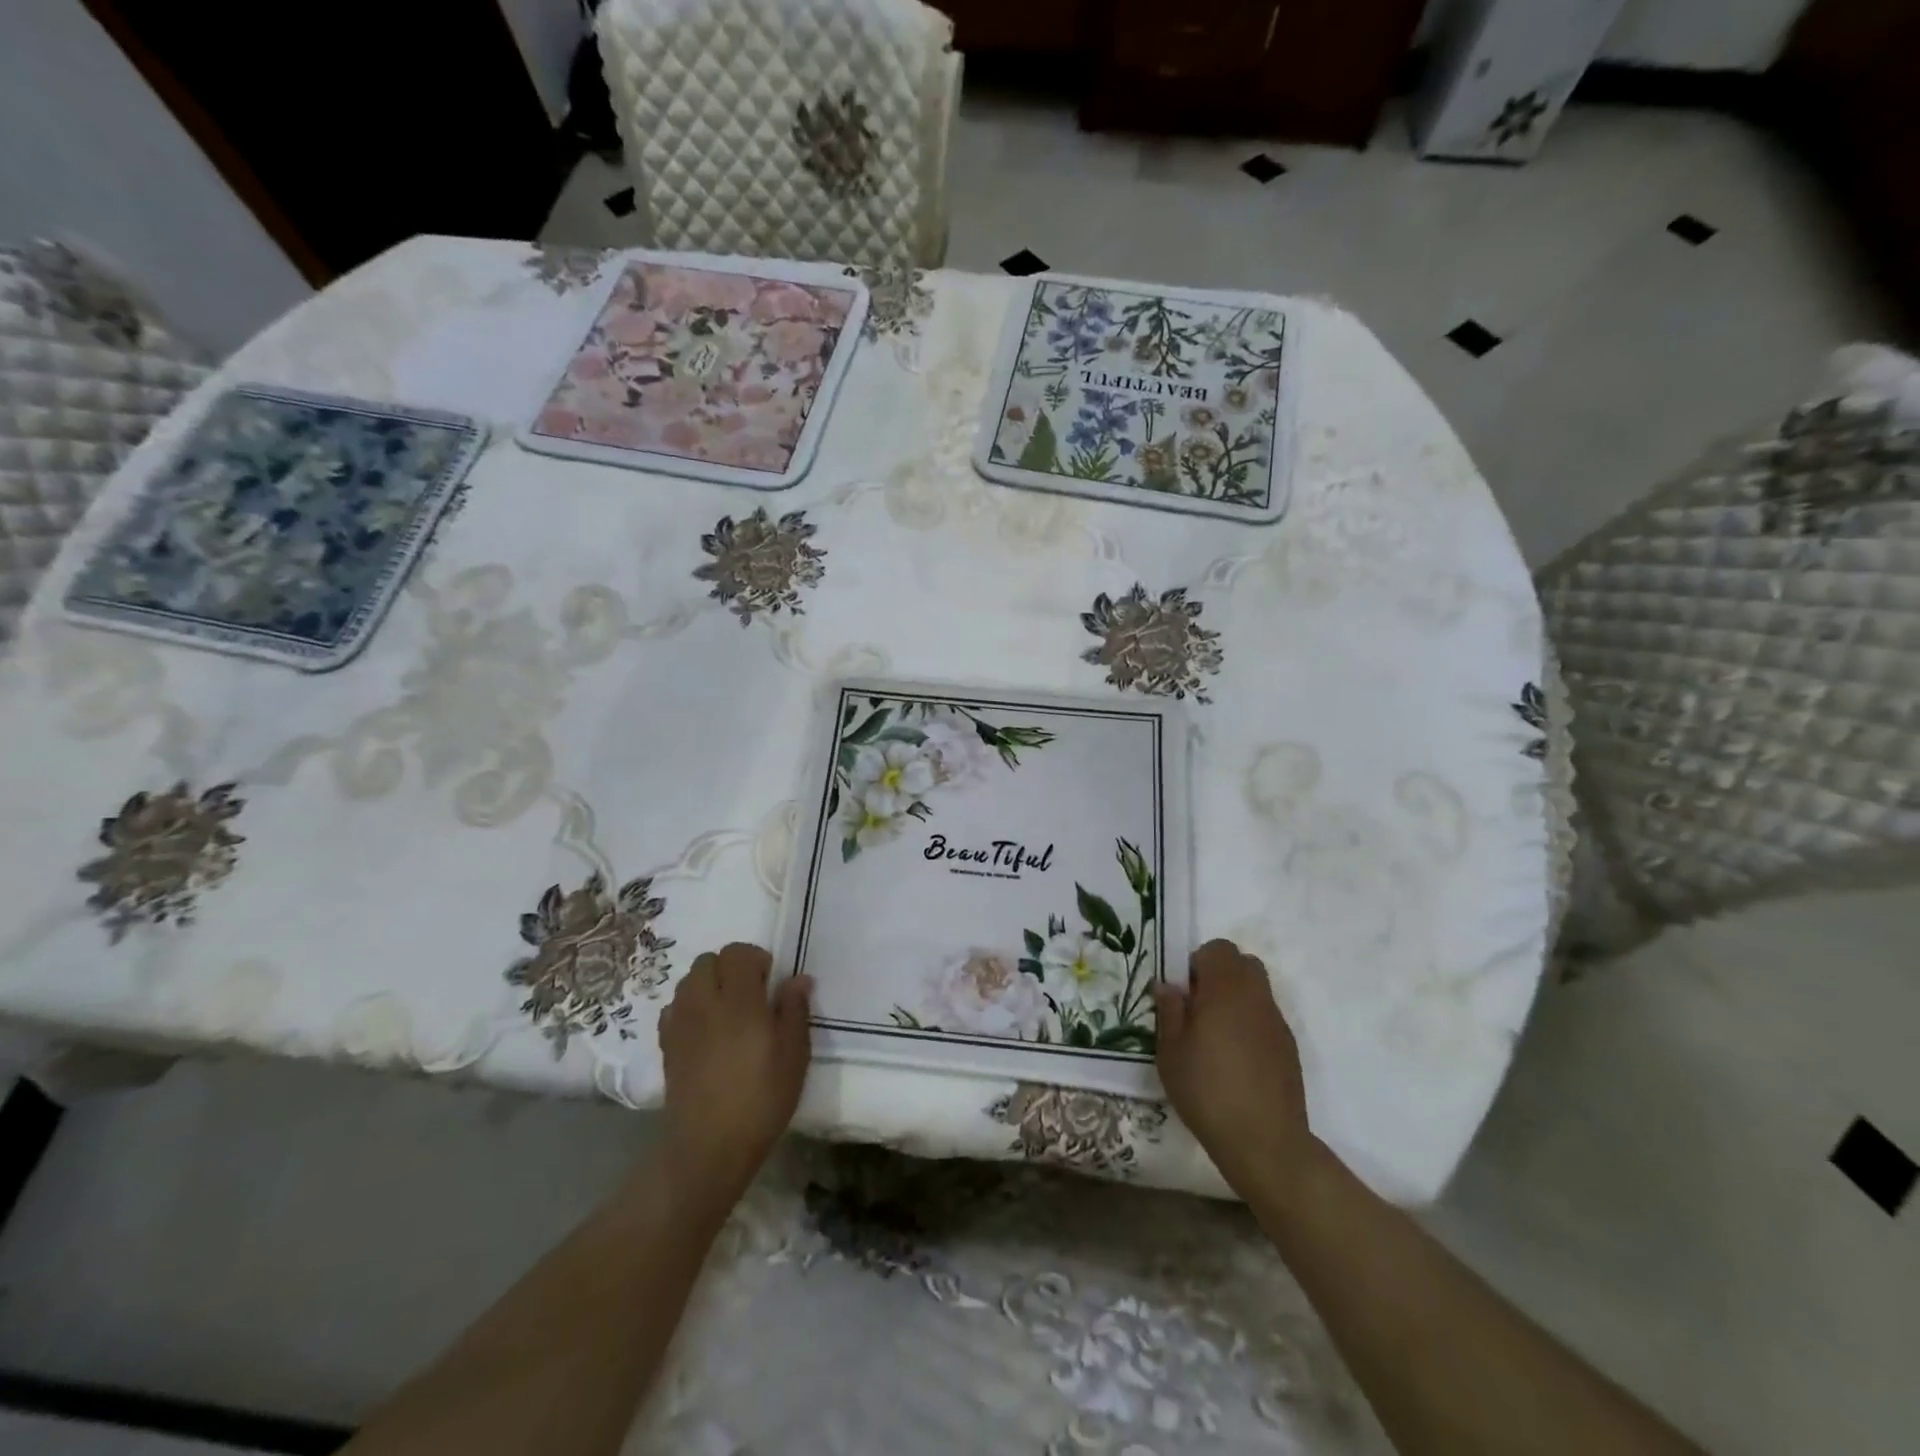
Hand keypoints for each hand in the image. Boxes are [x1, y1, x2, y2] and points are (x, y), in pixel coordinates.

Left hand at [658, 943, 812, 1205]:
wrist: (709, 1146)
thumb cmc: (761, 1098)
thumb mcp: (794, 1054)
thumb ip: (795, 1009)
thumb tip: (796, 978)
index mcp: (739, 999)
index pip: (737, 953)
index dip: (755, 959)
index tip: (770, 983)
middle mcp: (704, 1002)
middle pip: (708, 961)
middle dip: (729, 968)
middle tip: (750, 996)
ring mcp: (680, 1023)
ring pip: (688, 981)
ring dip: (708, 985)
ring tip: (727, 1012)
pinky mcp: (666, 1045)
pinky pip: (674, 1008)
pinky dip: (689, 1008)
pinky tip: (705, 1032)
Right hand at [1154, 939, 1318, 1195]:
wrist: (1264, 1140)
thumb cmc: (1207, 1090)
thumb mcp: (1171, 1051)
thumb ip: (1170, 1011)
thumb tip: (1168, 985)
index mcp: (1225, 990)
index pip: (1218, 949)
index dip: (1198, 962)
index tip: (1185, 992)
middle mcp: (1255, 997)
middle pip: (1243, 963)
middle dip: (1220, 975)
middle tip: (1198, 1007)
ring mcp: (1276, 1022)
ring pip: (1257, 989)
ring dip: (1236, 998)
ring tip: (1216, 1034)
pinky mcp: (1289, 1047)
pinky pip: (1266, 1017)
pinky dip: (1250, 1023)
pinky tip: (1236, 1058)